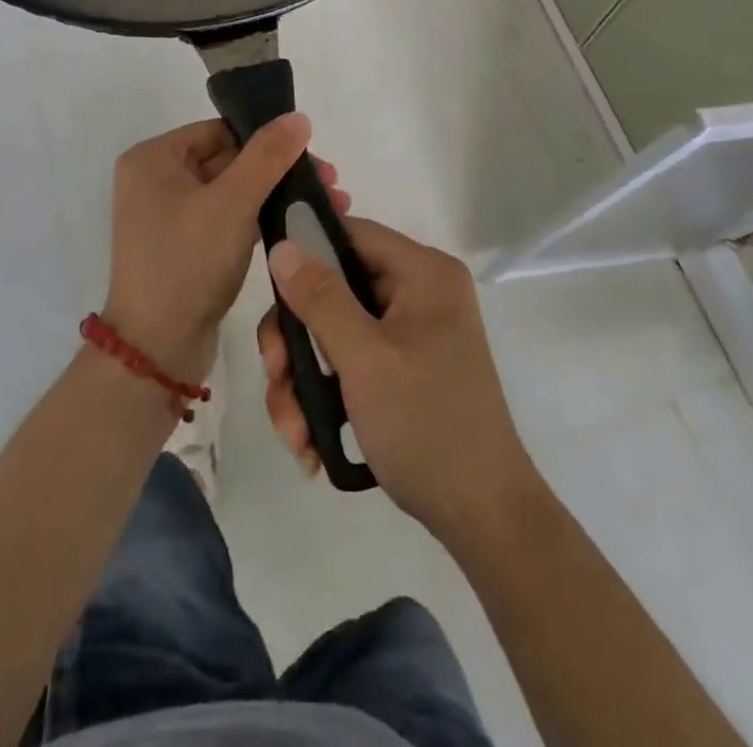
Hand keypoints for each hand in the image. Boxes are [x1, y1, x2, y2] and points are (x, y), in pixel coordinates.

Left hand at [105, 115, 346, 384]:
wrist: (156, 349)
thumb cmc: (187, 262)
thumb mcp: (232, 203)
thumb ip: (267, 156)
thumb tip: (298, 117)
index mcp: (154, 158)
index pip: (220, 131)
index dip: (267, 139)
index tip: (313, 155)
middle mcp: (156, 181)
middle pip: (230, 160)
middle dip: (281, 171)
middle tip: (331, 184)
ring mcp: (170, 217)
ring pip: (234, 192)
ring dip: (277, 195)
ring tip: (329, 205)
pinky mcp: (186, 248)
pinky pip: (228, 220)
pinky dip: (260, 220)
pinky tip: (299, 225)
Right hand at [258, 218, 537, 544]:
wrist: (483, 518)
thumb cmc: (426, 425)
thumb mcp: (364, 360)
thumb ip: (320, 298)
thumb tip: (282, 245)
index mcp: (423, 273)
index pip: (351, 233)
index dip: (306, 251)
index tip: (270, 289)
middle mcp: (418, 293)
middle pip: (333, 288)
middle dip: (296, 340)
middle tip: (276, 377)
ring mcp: (410, 332)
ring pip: (333, 331)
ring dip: (303, 380)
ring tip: (295, 433)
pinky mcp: (401, 368)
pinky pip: (348, 362)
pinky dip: (324, 396)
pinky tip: (311, 442)